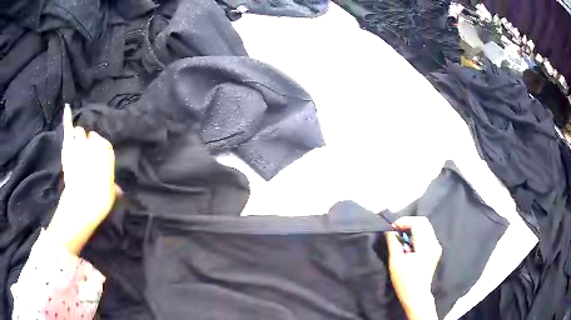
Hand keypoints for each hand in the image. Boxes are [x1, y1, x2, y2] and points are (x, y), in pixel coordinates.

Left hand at [47, 105, 117, 254]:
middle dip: (89, 144)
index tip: (98, 159)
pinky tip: (67, 107)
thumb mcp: (111, 195)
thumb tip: (118, 189)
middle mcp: (94, 146)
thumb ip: (113, 187)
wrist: (81, 205)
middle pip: (92, 137)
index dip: (101, 151)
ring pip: (80, 132)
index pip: (105, 145)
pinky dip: (67, 119)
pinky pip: (68, 130)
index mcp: (107, 154)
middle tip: (86, 156)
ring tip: (78, 145)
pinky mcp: (68, 149)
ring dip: (80, 138)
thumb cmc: (99, 201)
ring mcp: (80, 145)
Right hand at [385, 217, 441, 319]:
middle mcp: (434, 242)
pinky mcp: (434, 251)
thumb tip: (389, 230)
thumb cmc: (405, 281)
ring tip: (400, 238)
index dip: (404, 221)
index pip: (418, 222)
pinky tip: (408, 245)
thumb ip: (393, 243)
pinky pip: (426, 235)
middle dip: (408, 223)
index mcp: (426, 244)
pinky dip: (416, 235)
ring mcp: (436, 247)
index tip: (392, 228)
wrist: (417, 296)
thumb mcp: (396, 262)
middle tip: (395, 231)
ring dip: (412, 229)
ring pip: (425, 228)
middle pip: (423, 222)